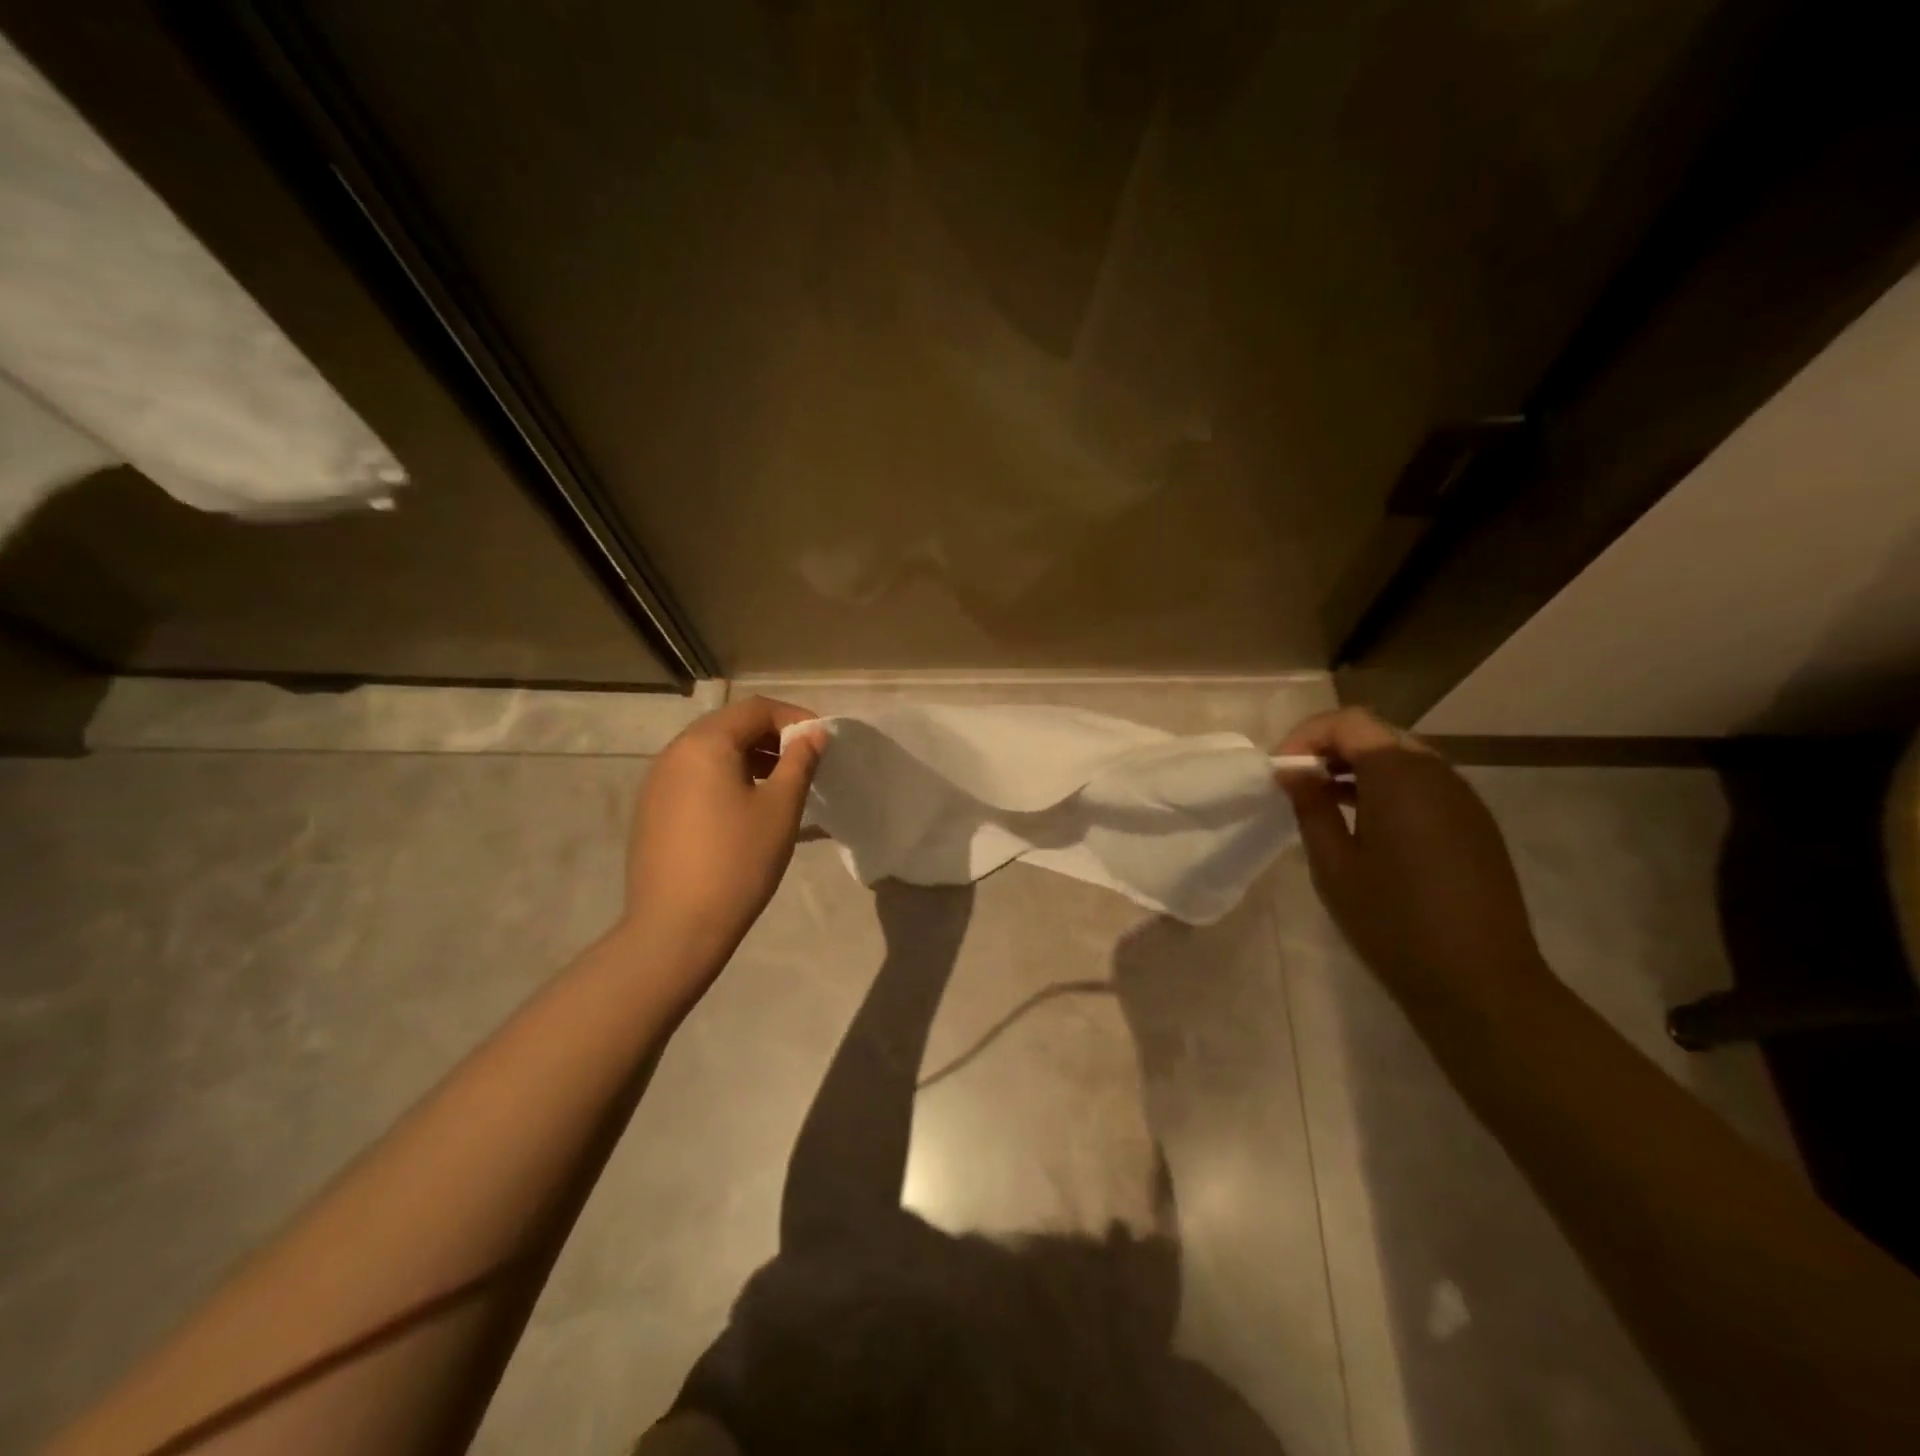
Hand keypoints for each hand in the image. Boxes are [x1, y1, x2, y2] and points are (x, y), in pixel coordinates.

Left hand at [621, 696, 825, 985]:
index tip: (821, 742)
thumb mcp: (780, 808)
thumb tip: (813, 733)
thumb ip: (800, 762)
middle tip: (803, 763)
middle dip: (771, 736)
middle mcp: (674, 753)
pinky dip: (724, 778)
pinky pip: (694, 777)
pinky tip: (743, 810)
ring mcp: (657, 782)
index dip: (794, 717)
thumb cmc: (737, 861)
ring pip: (710, 752)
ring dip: (748, 757)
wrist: (676, 927)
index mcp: (705, 744)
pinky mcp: (651, 810)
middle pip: (729, 725)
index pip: (755, 708)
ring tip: (778, 786)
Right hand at [1274, 708, 1548, 1011]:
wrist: (1480, 982)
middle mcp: (1438, 773)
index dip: (1305, 737)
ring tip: (1324, 803)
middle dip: (1330, 749)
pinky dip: (1386, 789)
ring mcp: (1463, 798)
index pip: (1347, 722)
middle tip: (1297, 784)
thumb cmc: (1393, 921)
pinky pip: (1423, 785)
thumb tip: (1293, 771)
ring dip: (1357, 768)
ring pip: (1401, 758)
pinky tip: (1365, 826)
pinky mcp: (1474, 824)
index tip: (1280, 773)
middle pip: (1376, 734)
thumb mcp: (1334, 864)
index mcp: (1400, 776)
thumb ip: (1310, 807)